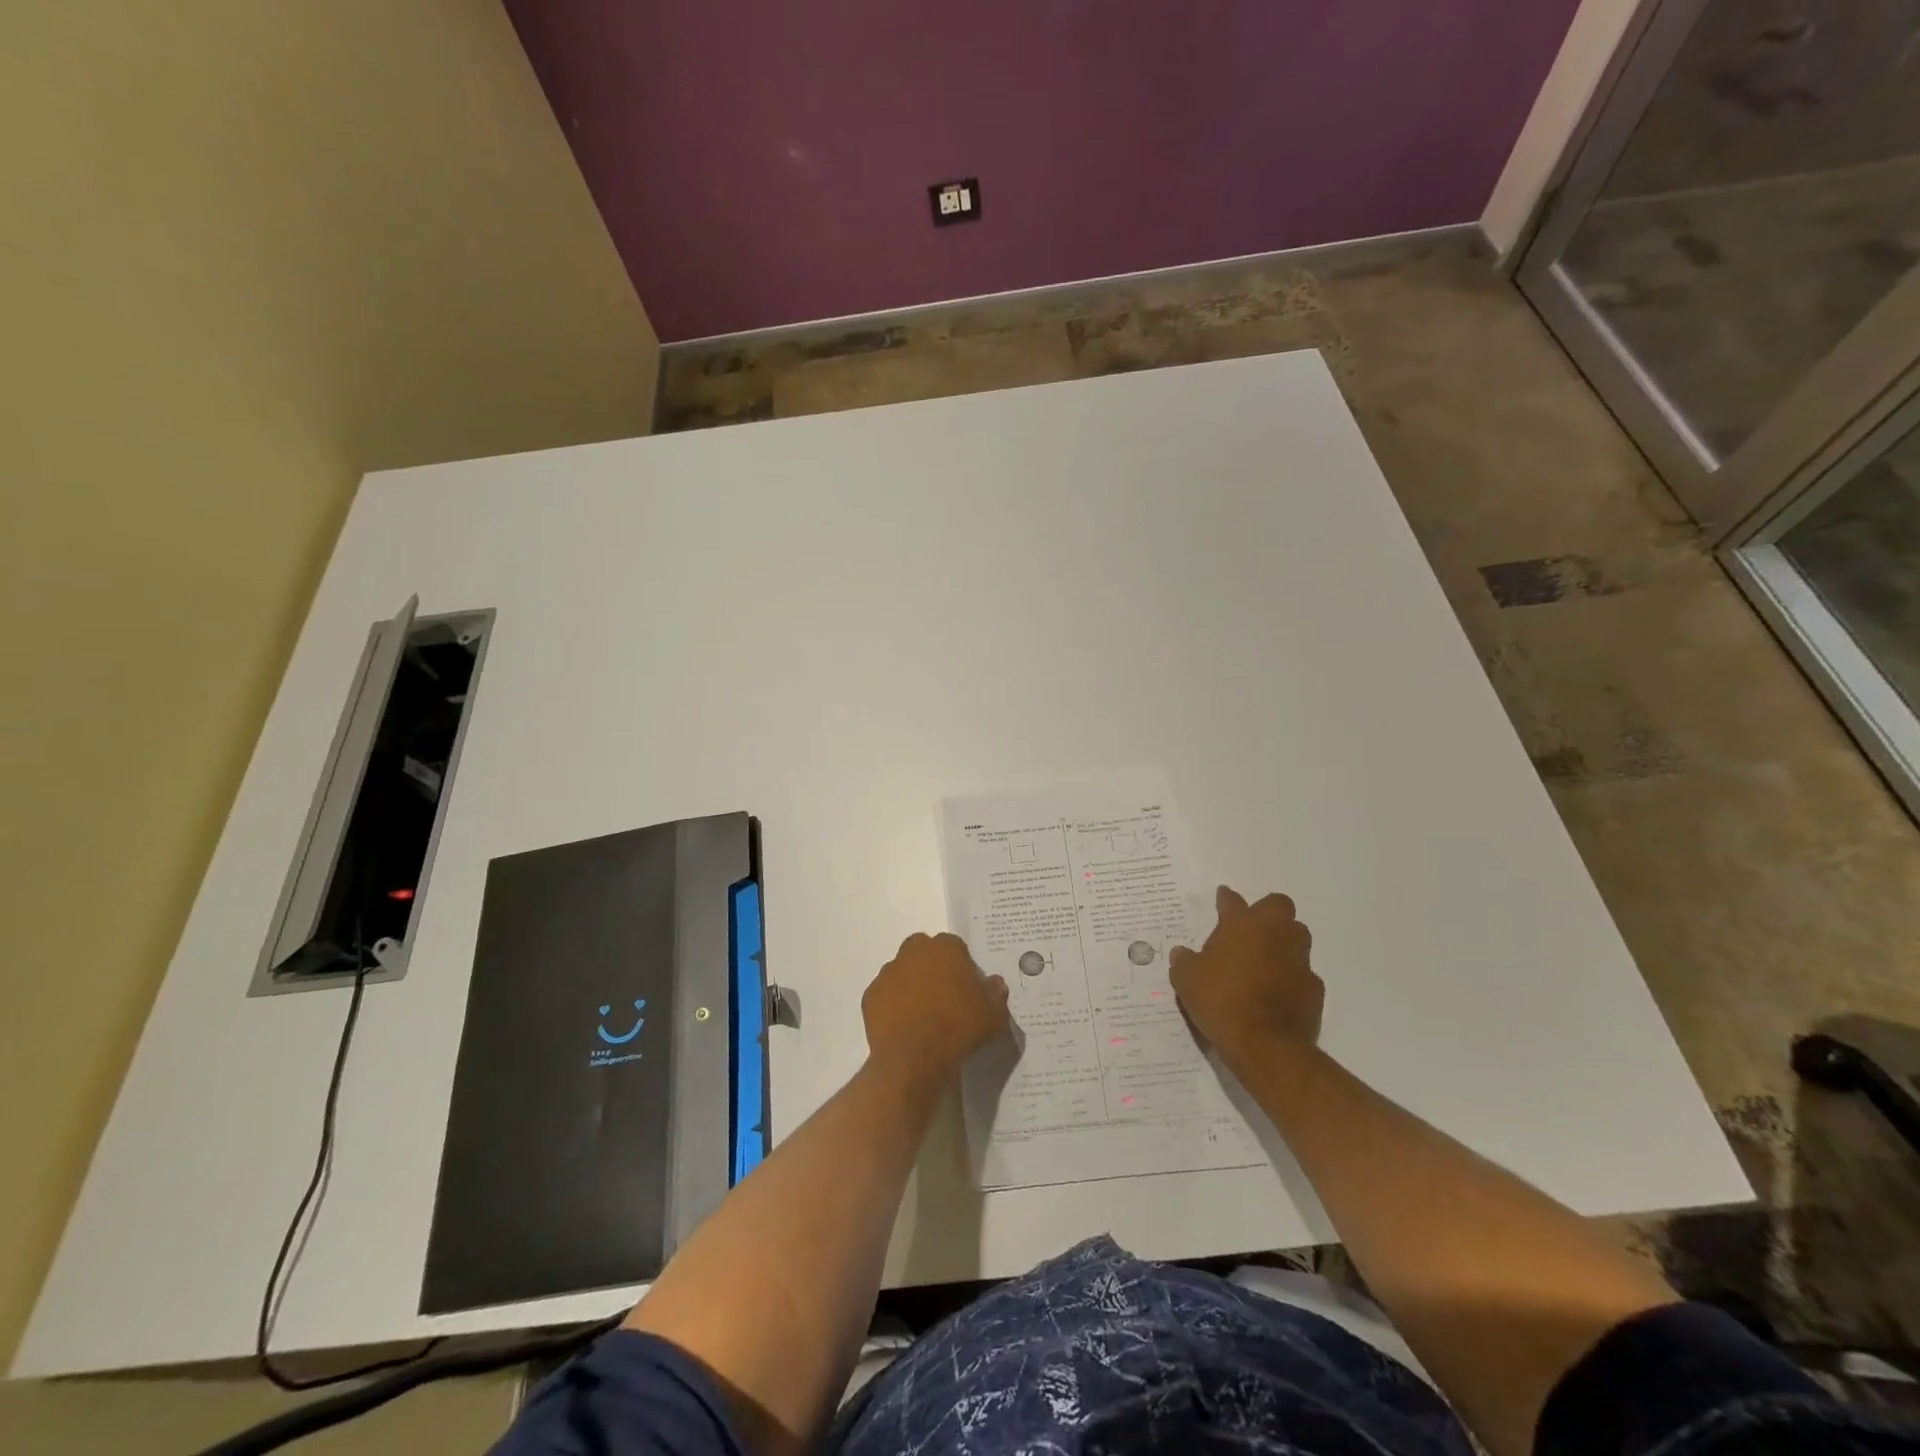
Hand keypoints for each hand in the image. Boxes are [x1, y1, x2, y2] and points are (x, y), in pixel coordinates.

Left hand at [862, 933, 1009, 1088]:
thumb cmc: (959, 1027)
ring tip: (923, 1014)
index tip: (968, 987)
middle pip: (924, 952)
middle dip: (932, 967)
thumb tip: (995, 983)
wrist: (915, 1057)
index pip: (955, 946)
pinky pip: (885, 996)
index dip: (962, 965)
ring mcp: (888, 973)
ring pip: (902, 972)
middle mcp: (913, 952)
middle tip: (944, 995)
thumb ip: (995, 994)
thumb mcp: (993, 1014)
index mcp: (944, 948)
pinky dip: (893, 1006)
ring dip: (911, 985)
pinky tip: (905, 1026)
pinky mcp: (870, 997)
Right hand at [1170, 886, 1322, 1068]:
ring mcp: (1299, 960)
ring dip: (1282, 942)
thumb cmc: (1221, 1001)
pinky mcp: (1314, 988)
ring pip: (1297, 936)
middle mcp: (1275, 934)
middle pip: (1278, 906)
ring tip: (1264, 959)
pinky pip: (1302, 972)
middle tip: (1249, 929)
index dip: (1225, 898)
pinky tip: (1277, 991)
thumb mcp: (1186, 979)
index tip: (1222, 897)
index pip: (1233, 901)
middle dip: (1266, 912)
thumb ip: (1184, 961)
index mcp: (1242, 925)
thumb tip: (1182, 953)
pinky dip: (1291, 977)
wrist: (1265, 1044)